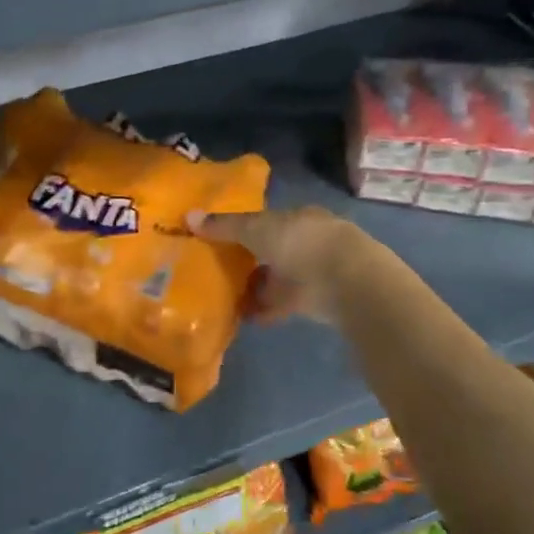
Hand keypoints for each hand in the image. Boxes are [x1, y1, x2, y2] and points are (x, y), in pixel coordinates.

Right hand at [194, 206, 372, 323]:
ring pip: (278, 278)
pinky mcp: (317, 301)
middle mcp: (308, 241)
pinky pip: (283, 304)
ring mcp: (315, 272)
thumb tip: (188, 216)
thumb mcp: (255, 229)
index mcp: (299, 217)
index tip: (221, 240)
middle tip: (218, 271)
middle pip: (273, 249)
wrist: (345, 281)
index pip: (269, 219)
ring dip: (256, 288)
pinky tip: (243, 318)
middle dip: (250, 260)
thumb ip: (224, 226)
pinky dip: (264, 310)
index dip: (245, 228)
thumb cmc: (300, 243)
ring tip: (225, 298)